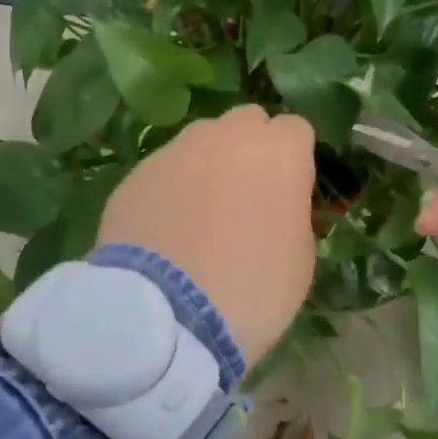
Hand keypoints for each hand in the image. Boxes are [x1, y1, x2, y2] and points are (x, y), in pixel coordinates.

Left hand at [97, 105, 317, 363]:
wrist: (167, 316)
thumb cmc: (253, 290)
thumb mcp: (300, 258)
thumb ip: (292, 212)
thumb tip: (277, 202)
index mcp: (279, 152)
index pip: (295, 129)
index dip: (294, 157)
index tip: (288, 190)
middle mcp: (227, 136)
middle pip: (247, 122)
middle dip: (251, 147)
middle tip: (246, 193)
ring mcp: (176, 150)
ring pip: (202, 140)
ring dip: (209, 162)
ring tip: (200, 211)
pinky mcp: (137, 173)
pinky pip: (165, 169)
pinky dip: (172, 188)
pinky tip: (167, 228)